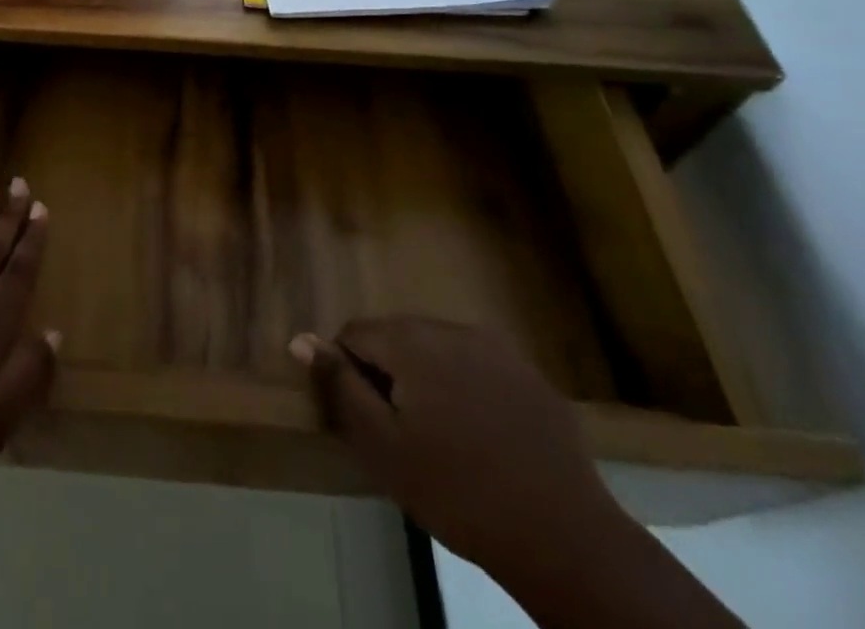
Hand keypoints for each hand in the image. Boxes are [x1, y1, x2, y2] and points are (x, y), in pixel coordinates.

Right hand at [290, 316, 617, 575]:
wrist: (563, 537)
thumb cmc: (457, 491)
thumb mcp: (382, 446)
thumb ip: (340, 386)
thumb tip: (301, 339)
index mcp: (412, 340)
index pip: (356, 333)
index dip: (350, 373)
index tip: (368, 420)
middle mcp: (452, 328)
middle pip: (398, 336)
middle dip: (390, 373)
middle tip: (403, 433)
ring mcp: (496, 348)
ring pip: (438, 350)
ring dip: (428, 379)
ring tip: (443, 437)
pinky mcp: (529, 374)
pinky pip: (478, 367)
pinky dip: (467, 389)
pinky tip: (482, 437)